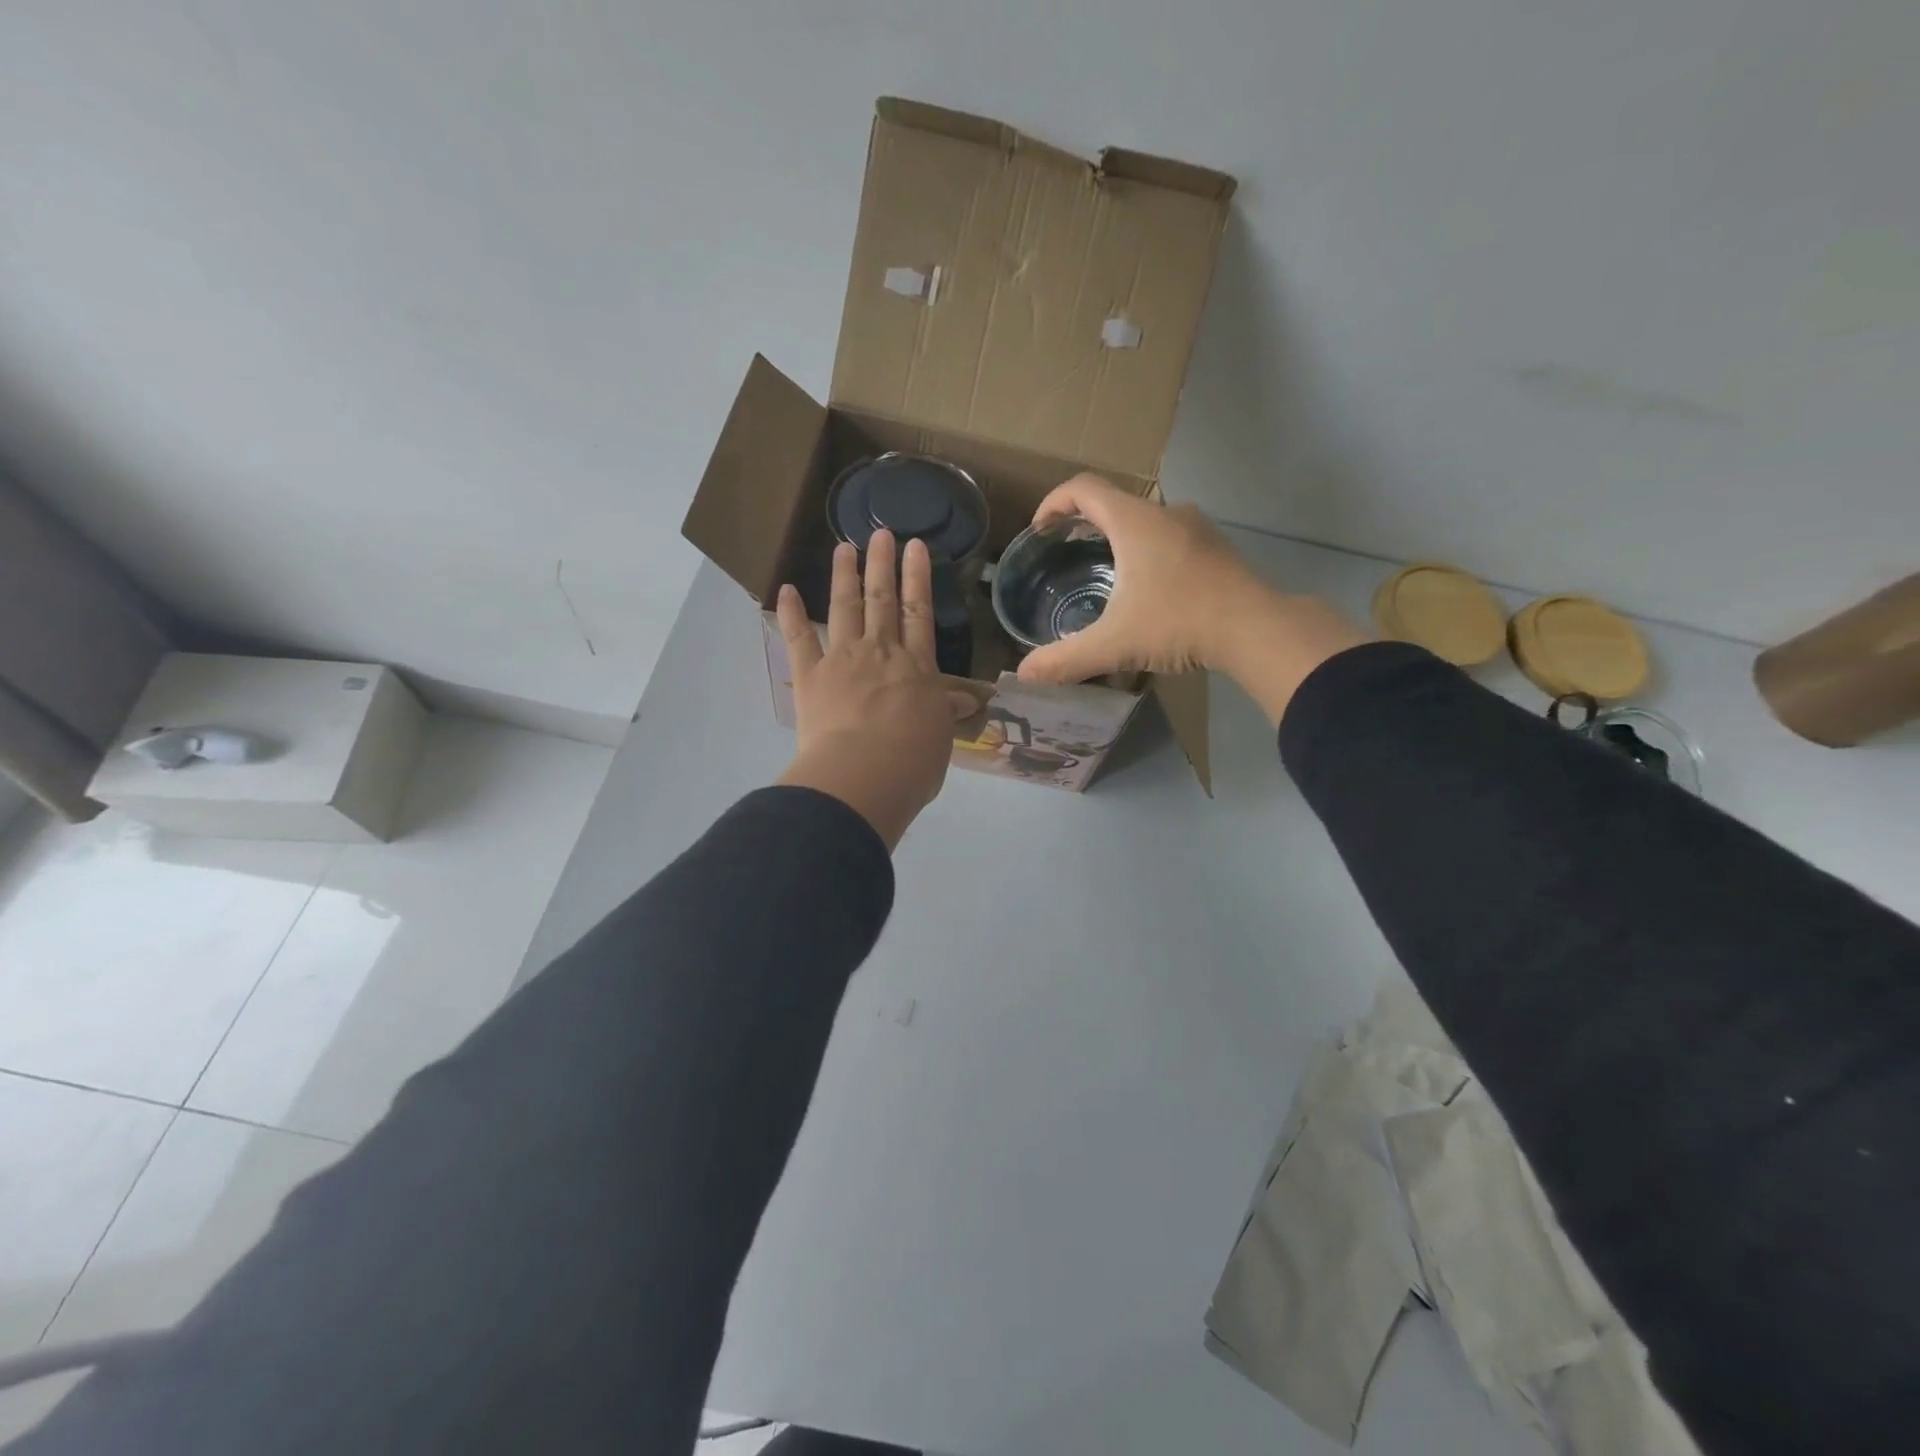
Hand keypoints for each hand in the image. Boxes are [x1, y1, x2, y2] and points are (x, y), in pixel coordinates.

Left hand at [776, 533, 972, 848]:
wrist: (865, 775)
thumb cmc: (912, 763)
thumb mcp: (940, 737)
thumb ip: (945, 713)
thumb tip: (963, 700)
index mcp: (917, 667)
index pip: (920, 613)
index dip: (918, 578)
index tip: (915, 547)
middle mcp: (881, 652)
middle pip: (883, 600)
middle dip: (883, 565)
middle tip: (881, 532)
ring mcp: (843, 659)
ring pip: (845, 607)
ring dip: (844, 575)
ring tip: (844, 547)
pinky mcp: (811, 675)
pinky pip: (799, 638)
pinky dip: (791, 614)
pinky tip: (785, 590)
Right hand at [1014, 474, 1370, 724]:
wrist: (1255, 629)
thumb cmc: (1179, 622)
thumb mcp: (1115, 644)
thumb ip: (1066, 659)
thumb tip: (1024, 675)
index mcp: (1134, 522)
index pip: (1084, 488)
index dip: (1054, 502)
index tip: (1041, 530)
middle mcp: (1165, 513)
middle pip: (1114, 502)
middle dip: (1084, 523)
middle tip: (1066, 553)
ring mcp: (1195, 528)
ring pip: (1145, 520)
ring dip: (1119, 537)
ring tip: (1105, 573)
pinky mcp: (1215, 548)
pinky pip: (1170, 537)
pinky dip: (1148, 551)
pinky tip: (1149, 589)